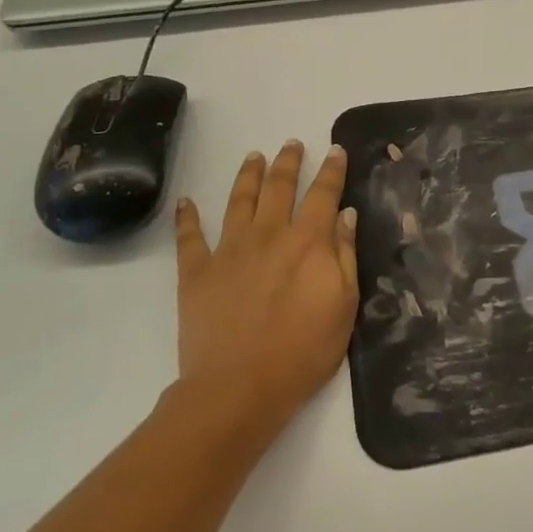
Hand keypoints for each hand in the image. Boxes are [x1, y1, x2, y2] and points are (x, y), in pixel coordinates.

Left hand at [171, 141, 358, 448]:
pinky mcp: (197, 272)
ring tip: (254, 157)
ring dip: (248, 176)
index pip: (323, 195)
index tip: (336, 150)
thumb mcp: (344, 306)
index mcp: (308, 243)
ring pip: (239, 201)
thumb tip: (346, 215)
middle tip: (292, 144)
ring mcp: (229, 251)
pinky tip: (187, 201)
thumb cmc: (304, 351)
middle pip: (279, 188)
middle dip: (289, 163)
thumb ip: (345, 256)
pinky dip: (187, 217)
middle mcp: (268, 235)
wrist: (240, 387)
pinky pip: (190, 237)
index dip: (332, 170)